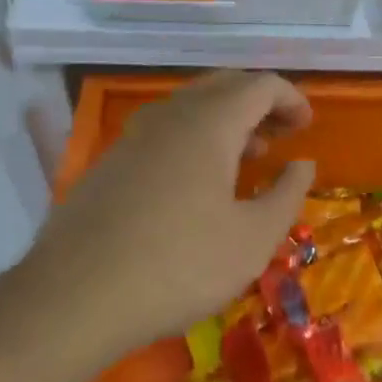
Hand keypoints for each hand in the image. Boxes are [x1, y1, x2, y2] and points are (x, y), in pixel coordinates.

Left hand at [32, 71, 314, 355]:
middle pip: (226, 85)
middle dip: (261, 103)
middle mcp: (172, 113)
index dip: (292, 98)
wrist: (73, 297)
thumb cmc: (178, 265)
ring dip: (228, 119)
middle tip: (283, 134)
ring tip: (248, 156)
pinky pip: (166, 129)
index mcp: (211, 121)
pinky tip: (198, 181)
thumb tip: (303, 163)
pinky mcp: (111, 159)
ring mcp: (135, 134)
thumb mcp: (252, 239)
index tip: (308, 127)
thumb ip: (287, 194)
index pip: (262, 84)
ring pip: (193, 105)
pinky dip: (196, 136)